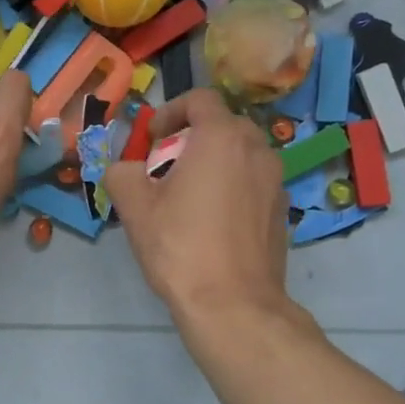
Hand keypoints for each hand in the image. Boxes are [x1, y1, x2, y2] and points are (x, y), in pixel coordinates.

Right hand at [104, 90, 288, 321]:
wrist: (232, 304)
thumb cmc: (181, 247)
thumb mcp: (135, 207)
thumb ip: (122, 173)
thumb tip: (124, 169)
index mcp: (222, 138)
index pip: (200, 99)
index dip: (170, 112)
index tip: (152, 141)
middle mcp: (257, 150)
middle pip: (222, 126)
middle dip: (190, 139)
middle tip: (165, 170)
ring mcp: (276, 181)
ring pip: (240, 155)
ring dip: (212, 164)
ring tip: (187, 198)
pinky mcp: (282, 210)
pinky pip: (252, 183)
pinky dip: (231, 188)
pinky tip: (211, 224)